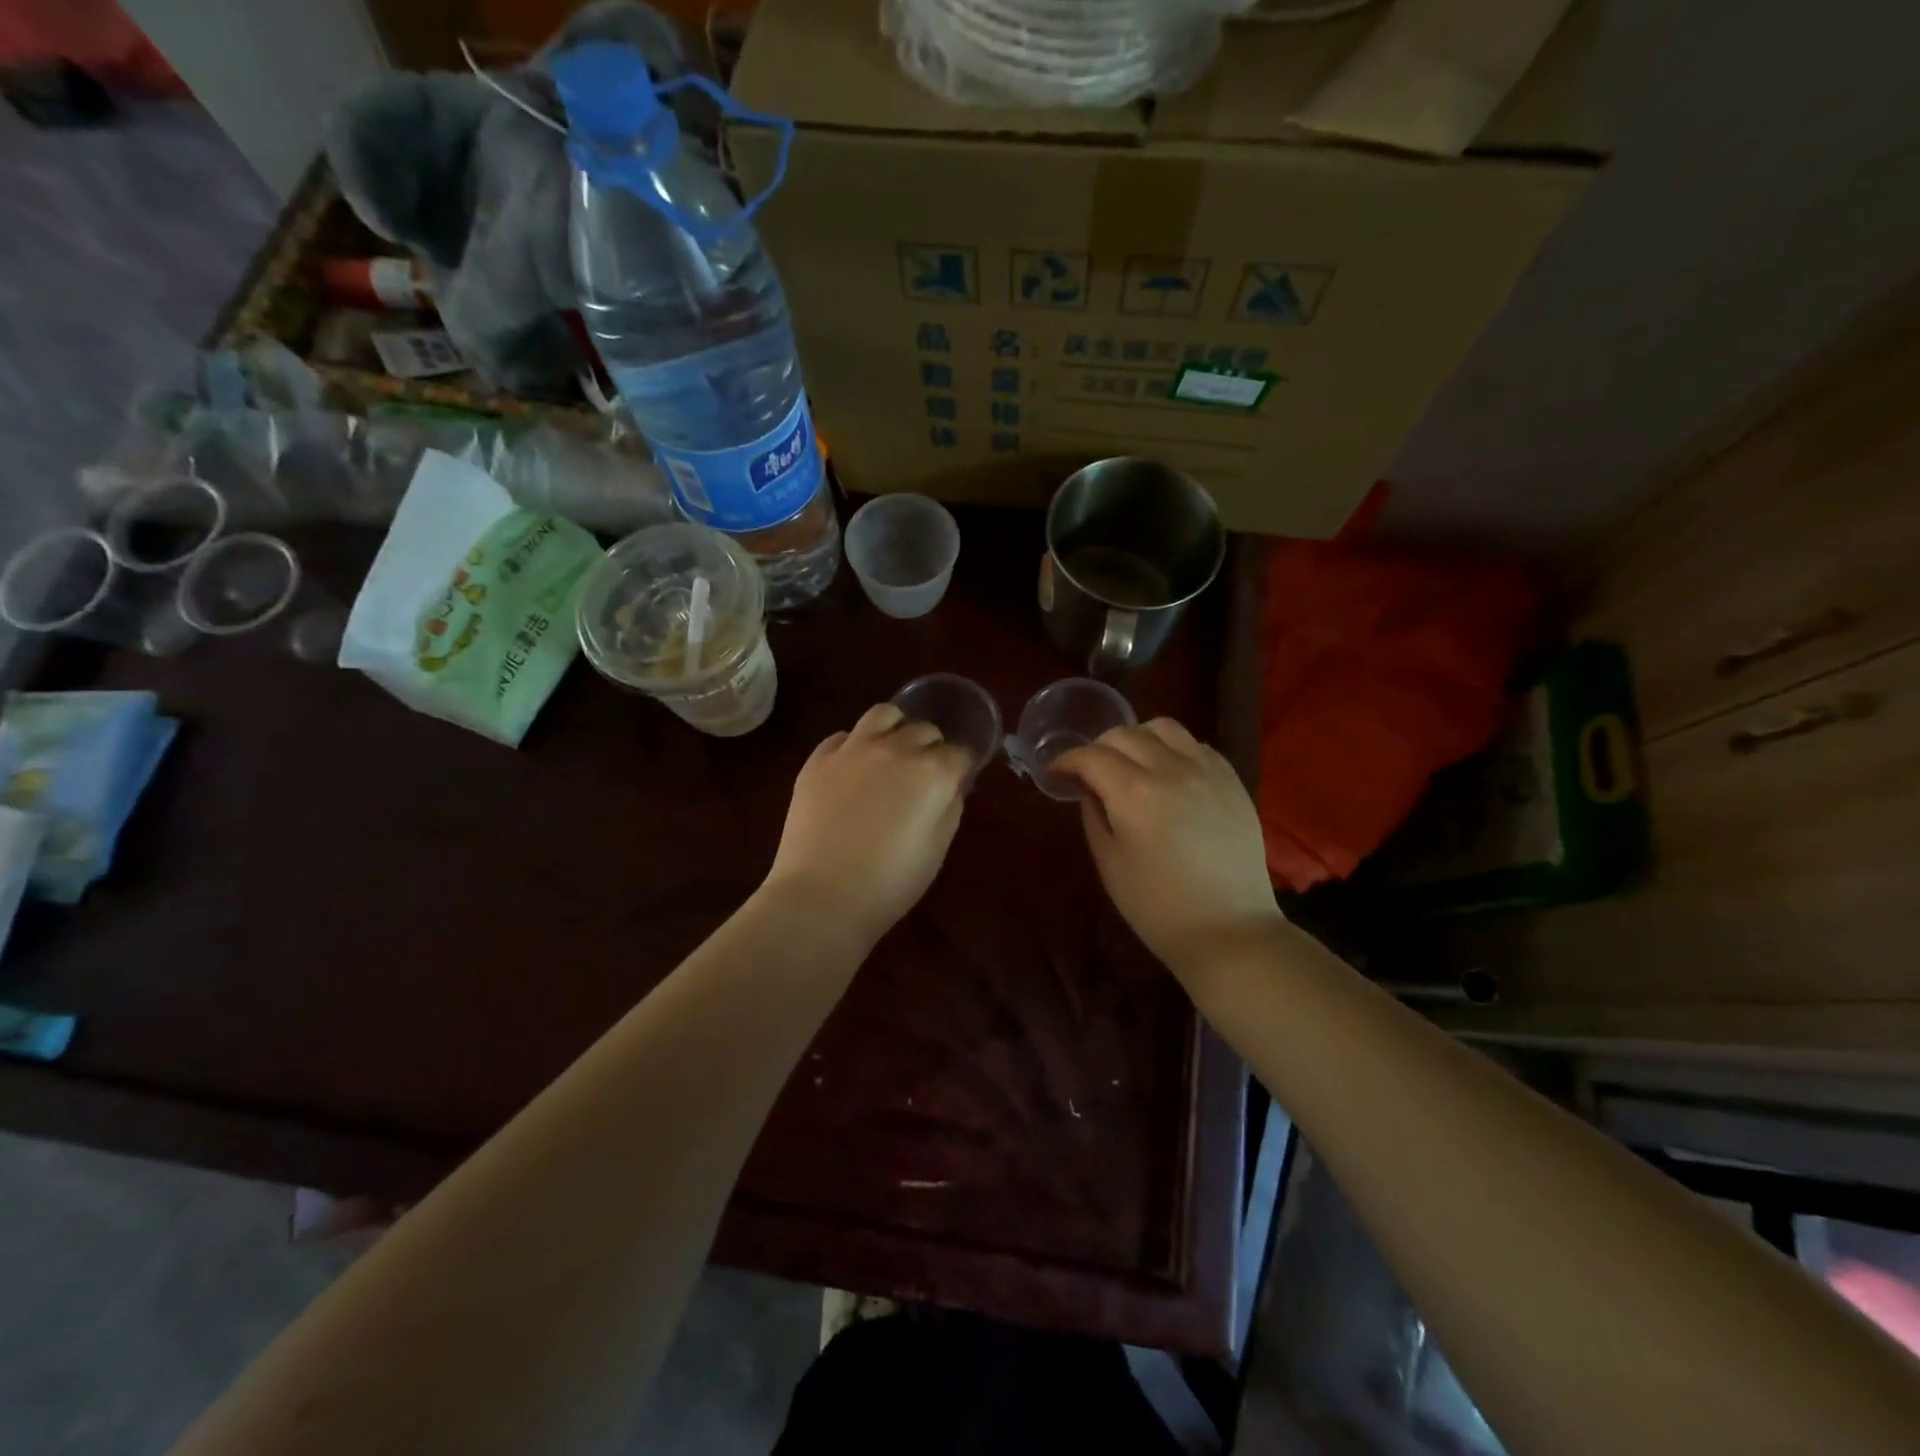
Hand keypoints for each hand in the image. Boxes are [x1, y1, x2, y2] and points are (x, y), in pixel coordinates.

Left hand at [762, 703, 971, 944]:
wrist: (822, 896)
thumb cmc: (891, 883)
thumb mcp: (937, 849)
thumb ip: (949, 807)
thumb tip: (949, 787)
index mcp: (933, 771)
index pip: (959, 752)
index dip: (960, 767)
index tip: (955, 782)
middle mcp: (896, 748)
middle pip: (924, 730)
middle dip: (931, 748)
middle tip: (923, 776)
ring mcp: (853, 749)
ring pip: (884, 714)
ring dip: (895, 729)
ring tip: (890, 753)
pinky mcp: (818, 759)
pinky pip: (843, 736)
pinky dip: (855, 745)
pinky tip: (852, 769)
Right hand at [1052, 719, 1280, 973]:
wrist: (1229, 930)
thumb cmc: (1158, 907)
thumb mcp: (1110, 864)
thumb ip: (1093, 815)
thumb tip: (1088, 788)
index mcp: (1134, 793)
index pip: (1091, 756)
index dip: (1067, 760)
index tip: (1055, 772)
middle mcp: (1171, 769)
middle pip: (1124, 734)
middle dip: (1098, 747)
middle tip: (1089, 771)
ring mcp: (1206, 770)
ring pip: (1163, 727)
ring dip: (1137, 739)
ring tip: (1131, 763)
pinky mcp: (1231, 779)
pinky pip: (1196, 744)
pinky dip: (1173, 748)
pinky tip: (1168, 773)